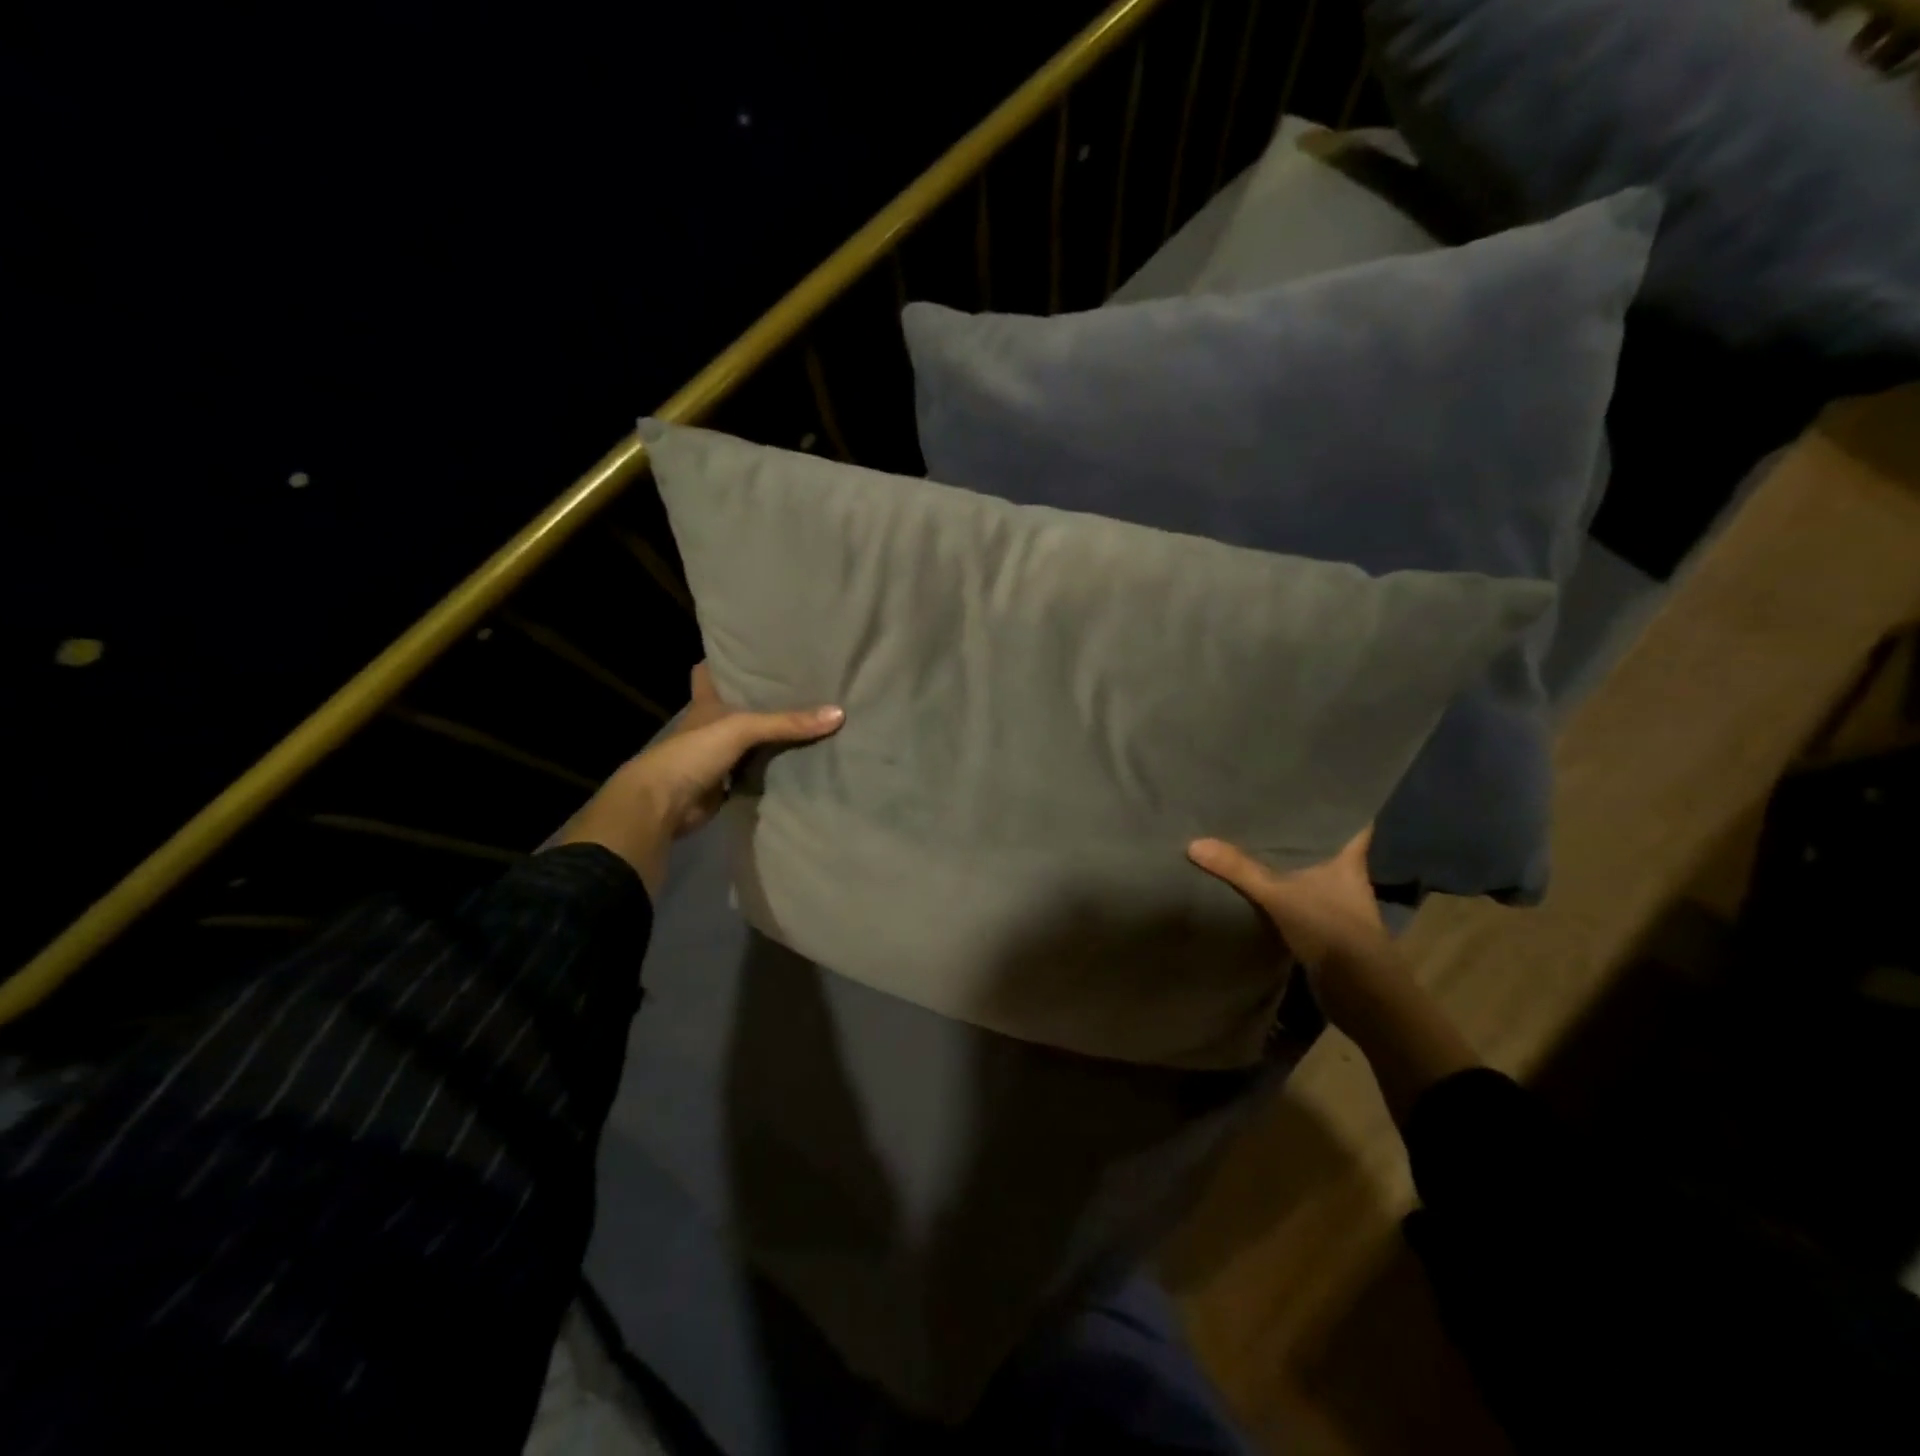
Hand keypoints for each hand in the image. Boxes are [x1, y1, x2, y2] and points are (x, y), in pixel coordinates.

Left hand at [549, 664, 842, 893]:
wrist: (664, 804)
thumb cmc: (694, 752)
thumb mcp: (743, 728)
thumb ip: (788, 722)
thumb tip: (839, 713)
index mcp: (706, 703)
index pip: (707, 672)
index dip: (723, 661)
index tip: (751, 651)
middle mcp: (711, 726)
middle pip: (736, 706)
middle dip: (761, 699)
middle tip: (799, 685)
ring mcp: (716, 756)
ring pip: (749, 740)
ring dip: (770, 736)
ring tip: (808, 720)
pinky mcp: (725, 784)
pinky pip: (755, 771)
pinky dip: (771, 768)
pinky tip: (798, 761)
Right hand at [1189, 829, 1476, 1120]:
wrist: (1361, 996)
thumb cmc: (1332, 930)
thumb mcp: (1280, 895)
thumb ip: (1239, 869)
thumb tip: (1194, 842)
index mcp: (1347, 859)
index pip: (1352, 820)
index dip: (1339, 801)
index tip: (1314, 781)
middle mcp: (1344, 875)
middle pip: (1323, 842)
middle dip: (1299, 826)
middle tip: (1264, 801)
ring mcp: (1334, 902)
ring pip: (1308, 869)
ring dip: (1286, 858)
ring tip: (1249, 833)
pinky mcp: (1321, 925)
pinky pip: (1295, 894)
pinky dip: (1278, 886)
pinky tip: (1252, 879)